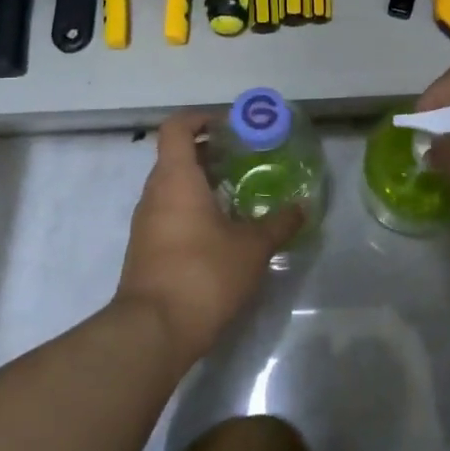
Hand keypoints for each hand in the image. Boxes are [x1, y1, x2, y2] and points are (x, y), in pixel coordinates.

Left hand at [116, 111, 302, 363]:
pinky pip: (170, 213)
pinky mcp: (147, 249)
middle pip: (176, 156)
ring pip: (173, 187)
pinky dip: (194, 209)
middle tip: (246, 160)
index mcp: (176, 179)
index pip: (177, 128)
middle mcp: (154, 193)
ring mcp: (146, 223)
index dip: (201, 119)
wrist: (154, 331)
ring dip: (203, 183)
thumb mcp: (252, 247)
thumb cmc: (204, 274)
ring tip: (241, 194)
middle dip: (211, 152)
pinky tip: (224, 230)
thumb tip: (302, 207)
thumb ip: (278, 223)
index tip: (231, 127)